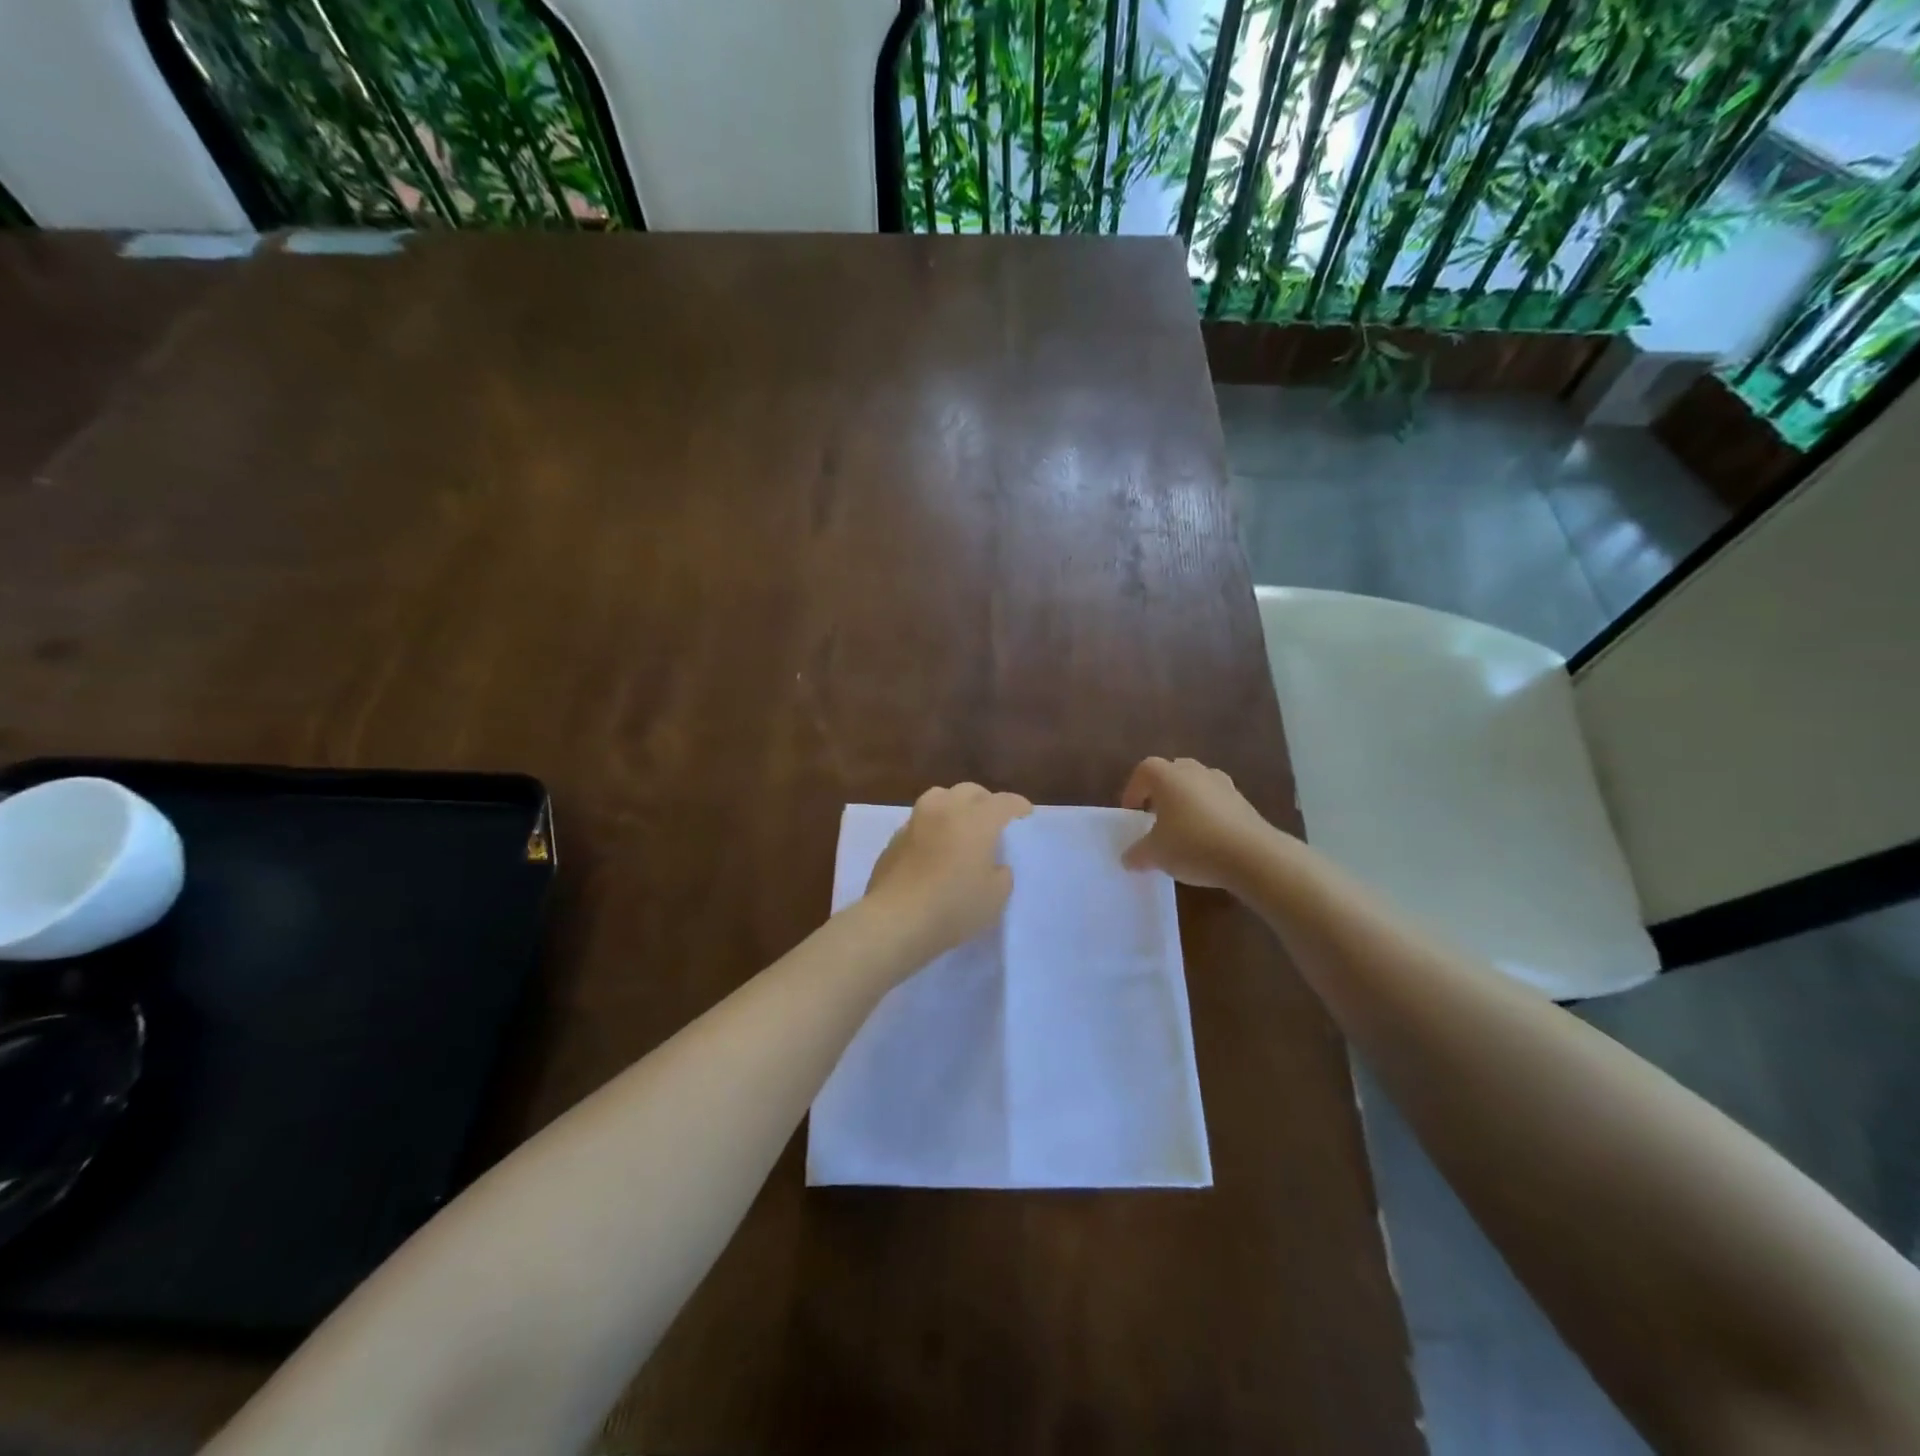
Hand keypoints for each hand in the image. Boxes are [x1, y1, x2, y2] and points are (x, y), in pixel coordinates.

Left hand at [865, 783, 1032, 959]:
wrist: (895, 920)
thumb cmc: (953, 907)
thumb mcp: (995, 897)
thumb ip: (1001, 874)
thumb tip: (993, 866)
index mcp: (976, 820)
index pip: (1003, 802)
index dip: (1018, 806)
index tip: (1025, 815)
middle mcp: (945, 810)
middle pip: (970, 791)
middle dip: (985, 801)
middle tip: (993, 821)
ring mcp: (915, 821)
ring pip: (939, 797)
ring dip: (954, 805)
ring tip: (960, 826)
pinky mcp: (895, 839)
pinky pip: (920, 821)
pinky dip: (932, 827)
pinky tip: (934, 848)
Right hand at [1121, 756, 1276, 889]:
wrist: (1252, 855)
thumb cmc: (1192, 844)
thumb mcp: (1155, 854)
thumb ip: (1137, 854)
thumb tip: (1128, 859)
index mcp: (1167, 776)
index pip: (1143, 771)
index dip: (1133, 791)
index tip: (1132, 815)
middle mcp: (1194, 771)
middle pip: (1171, 773)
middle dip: (1161, 793)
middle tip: (1155, 818)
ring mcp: (1223, 784)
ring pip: (1196, 786)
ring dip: (1186, 802)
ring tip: (1182, 830)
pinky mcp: (1243, 801)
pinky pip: (1217, 801)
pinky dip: (1208, 814)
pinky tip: (1207, 840)